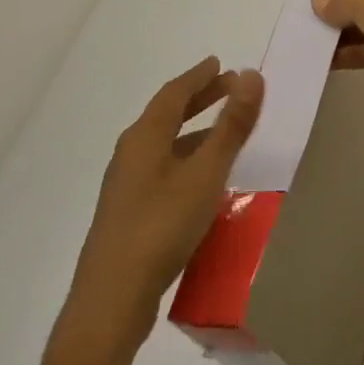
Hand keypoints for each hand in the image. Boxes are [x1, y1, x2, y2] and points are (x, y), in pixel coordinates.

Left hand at [48, 58, 263, 364]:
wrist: (112, 300)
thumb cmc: (162, 226)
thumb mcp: (206, 172)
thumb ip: (231, 125)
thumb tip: (252, 75)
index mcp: (144, 137)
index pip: (173, 93)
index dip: (199, 76)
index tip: (220, 63)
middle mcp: (130, 154)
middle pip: (166, 115)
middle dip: (198, 99)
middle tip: (229, 87)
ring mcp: (126, 186)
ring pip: (164, 143)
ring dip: (194, 130)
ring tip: (224, 129)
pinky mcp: (129, 213)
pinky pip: (163, 168)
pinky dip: (186, 157)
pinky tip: (203, 178)